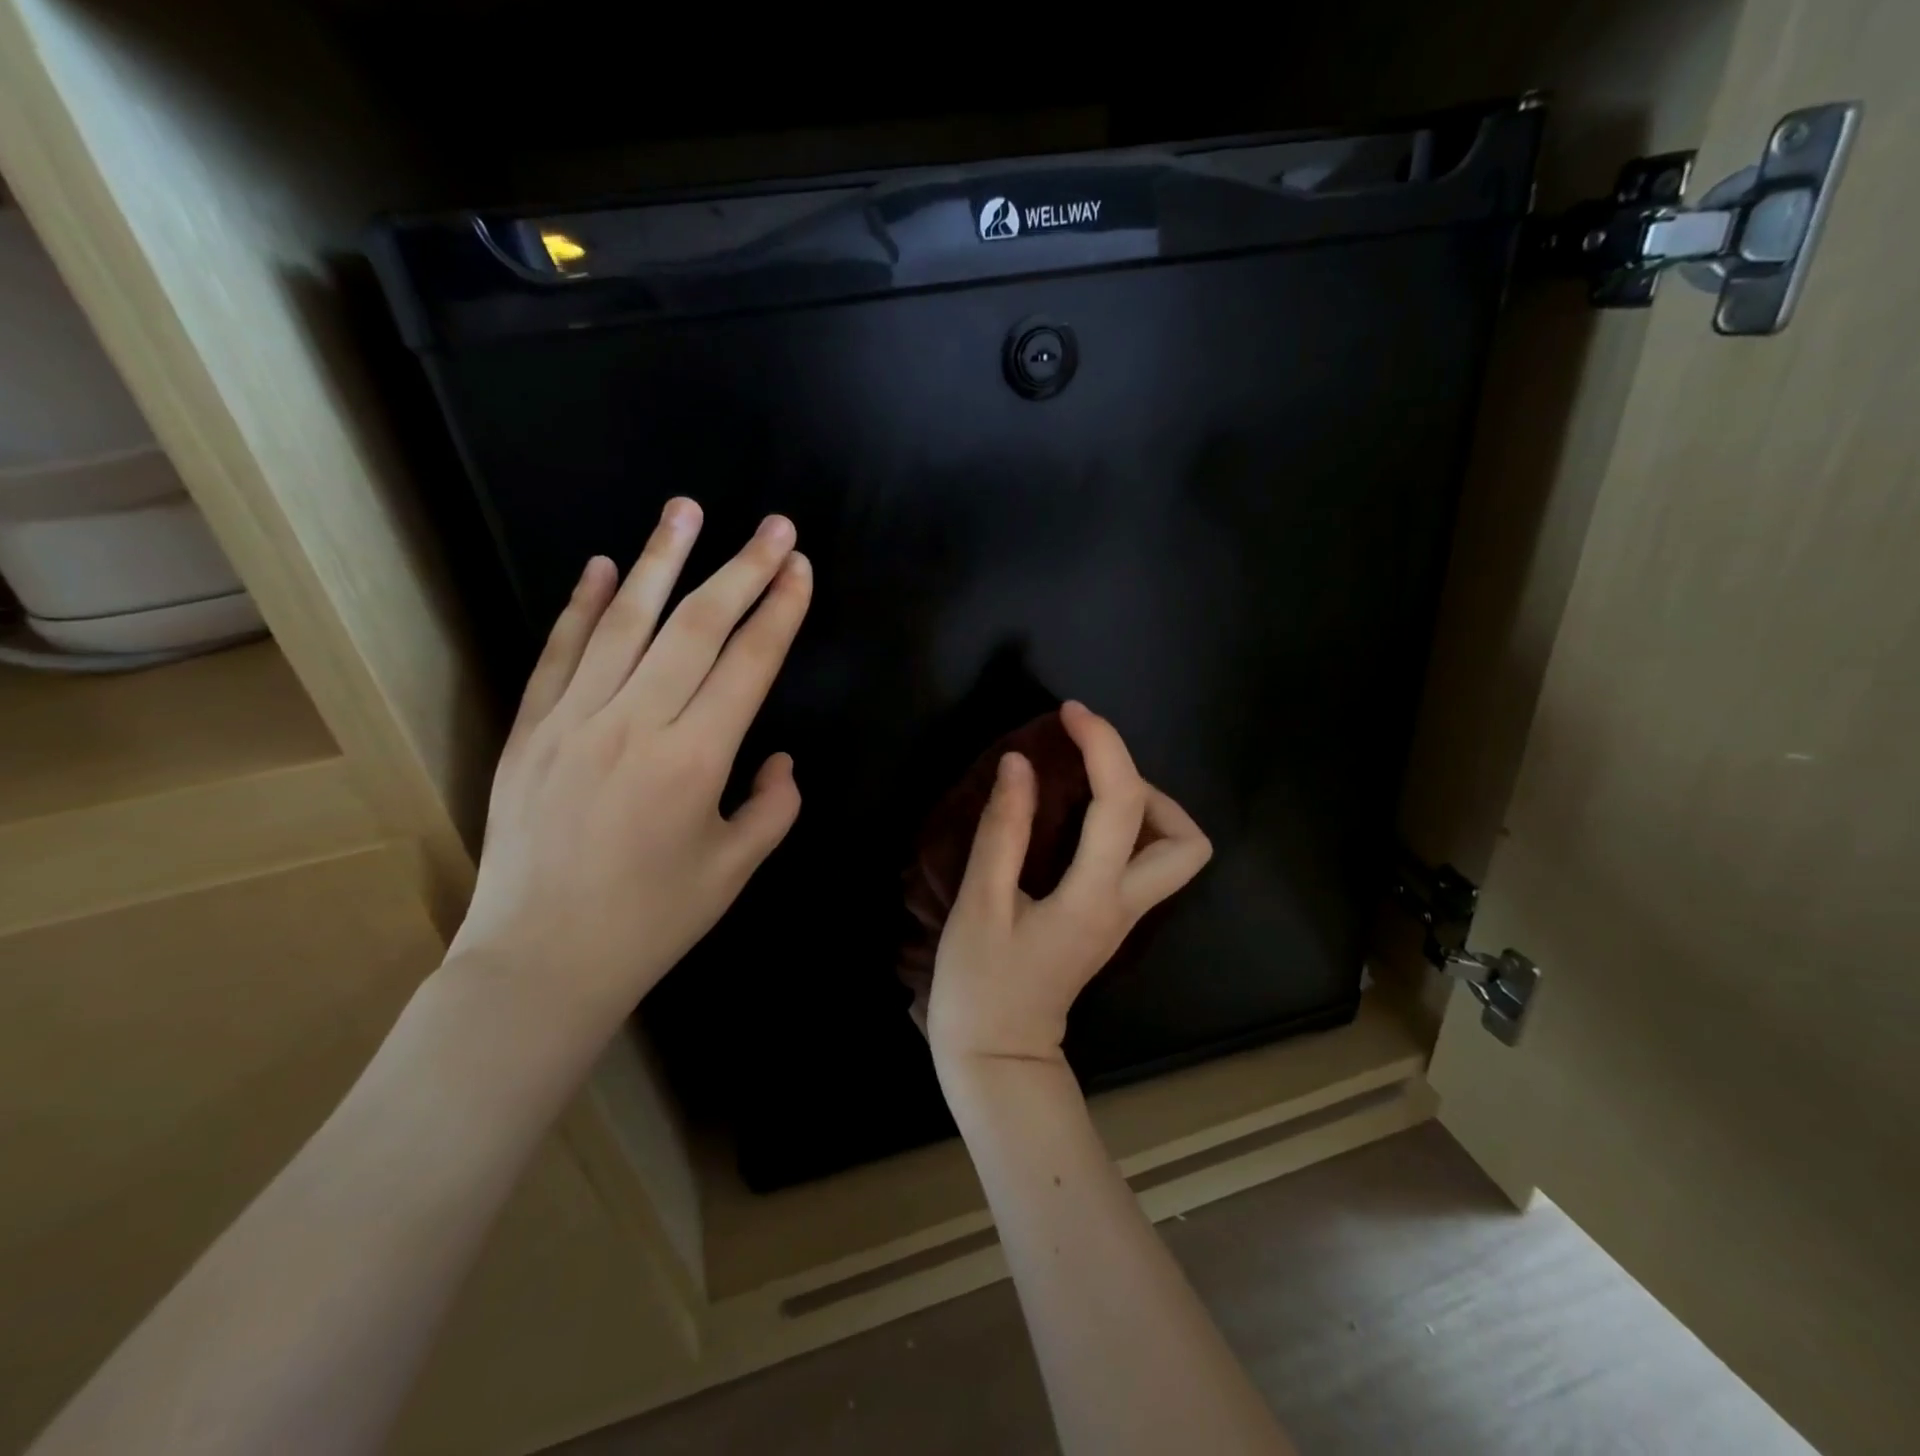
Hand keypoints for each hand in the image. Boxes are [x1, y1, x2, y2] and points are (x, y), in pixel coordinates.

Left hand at [446, 498, 811, 1032]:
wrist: (540, 961)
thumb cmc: (651, 922)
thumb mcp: (734, 871)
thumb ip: (772, 807)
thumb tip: (778, 758)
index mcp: (695, 761)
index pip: (748, 664)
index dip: (780, 611)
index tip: (801, 567)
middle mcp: (635, 725)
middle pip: (696, 627)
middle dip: (742, 569)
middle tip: (773, 525)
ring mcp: (573, 721)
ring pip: (625, 623)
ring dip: (661, 561)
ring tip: (686, 509)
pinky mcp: (530, 730)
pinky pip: (558, 654)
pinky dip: (582, 606)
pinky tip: (605, 567)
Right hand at [927, 702, 1212, 1076]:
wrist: (997, 1055)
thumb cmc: (980, 985)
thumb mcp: (980, 903)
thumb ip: (1004, 830)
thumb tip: (1020, 764)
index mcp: (1094, 898)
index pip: (1123, 805)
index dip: (1103, 746)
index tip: (1071, 714)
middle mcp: (1125, 906)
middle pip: (1187, 841)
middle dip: (1149, 788)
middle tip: (1091, 772)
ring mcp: (1123, 918)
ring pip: (1176, 854)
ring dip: (1144, 808)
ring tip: (1087, 792)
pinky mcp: (1110, 922)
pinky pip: (1142, 863)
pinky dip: (1125, 829)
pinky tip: (1080, 822)